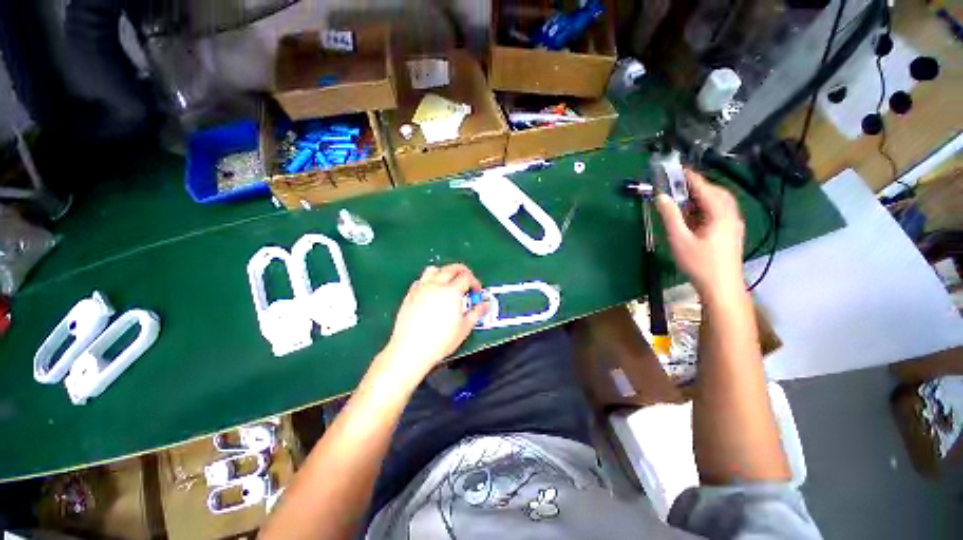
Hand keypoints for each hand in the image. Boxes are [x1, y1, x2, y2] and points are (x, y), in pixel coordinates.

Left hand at [383, 264, 486, 378]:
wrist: (411, 350)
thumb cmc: (439, 341)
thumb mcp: (464, 328)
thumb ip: (476, 313)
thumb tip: (484, 305)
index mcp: (451, 291)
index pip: (467, 276)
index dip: (475, 282)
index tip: (476, 291)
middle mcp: (436, 285)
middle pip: (451, 268)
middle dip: (462, 272)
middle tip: (467, 281)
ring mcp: (421, 288)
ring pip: (434, 269)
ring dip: (444, 272)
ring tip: (449, 283)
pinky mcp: (410, 295)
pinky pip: (421, 279)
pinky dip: (429, 280)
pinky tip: (432, 291)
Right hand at [655, 169, 745, 296]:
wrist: (721, 286)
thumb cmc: (699, 263)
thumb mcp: (679, 239)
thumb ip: (670, 216)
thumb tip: (661, 197)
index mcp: (720, 213)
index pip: (704, 188)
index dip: (690, 177)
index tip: (677, 168)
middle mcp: (731, 214)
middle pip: (716, 192)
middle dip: (698, 185)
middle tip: (678, 185)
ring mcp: (734, 224)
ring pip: (720, 202)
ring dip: (703, 196)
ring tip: (684, 199)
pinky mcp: (732, 232)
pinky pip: (721, 211)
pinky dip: (707, 206)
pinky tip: (695, 215)